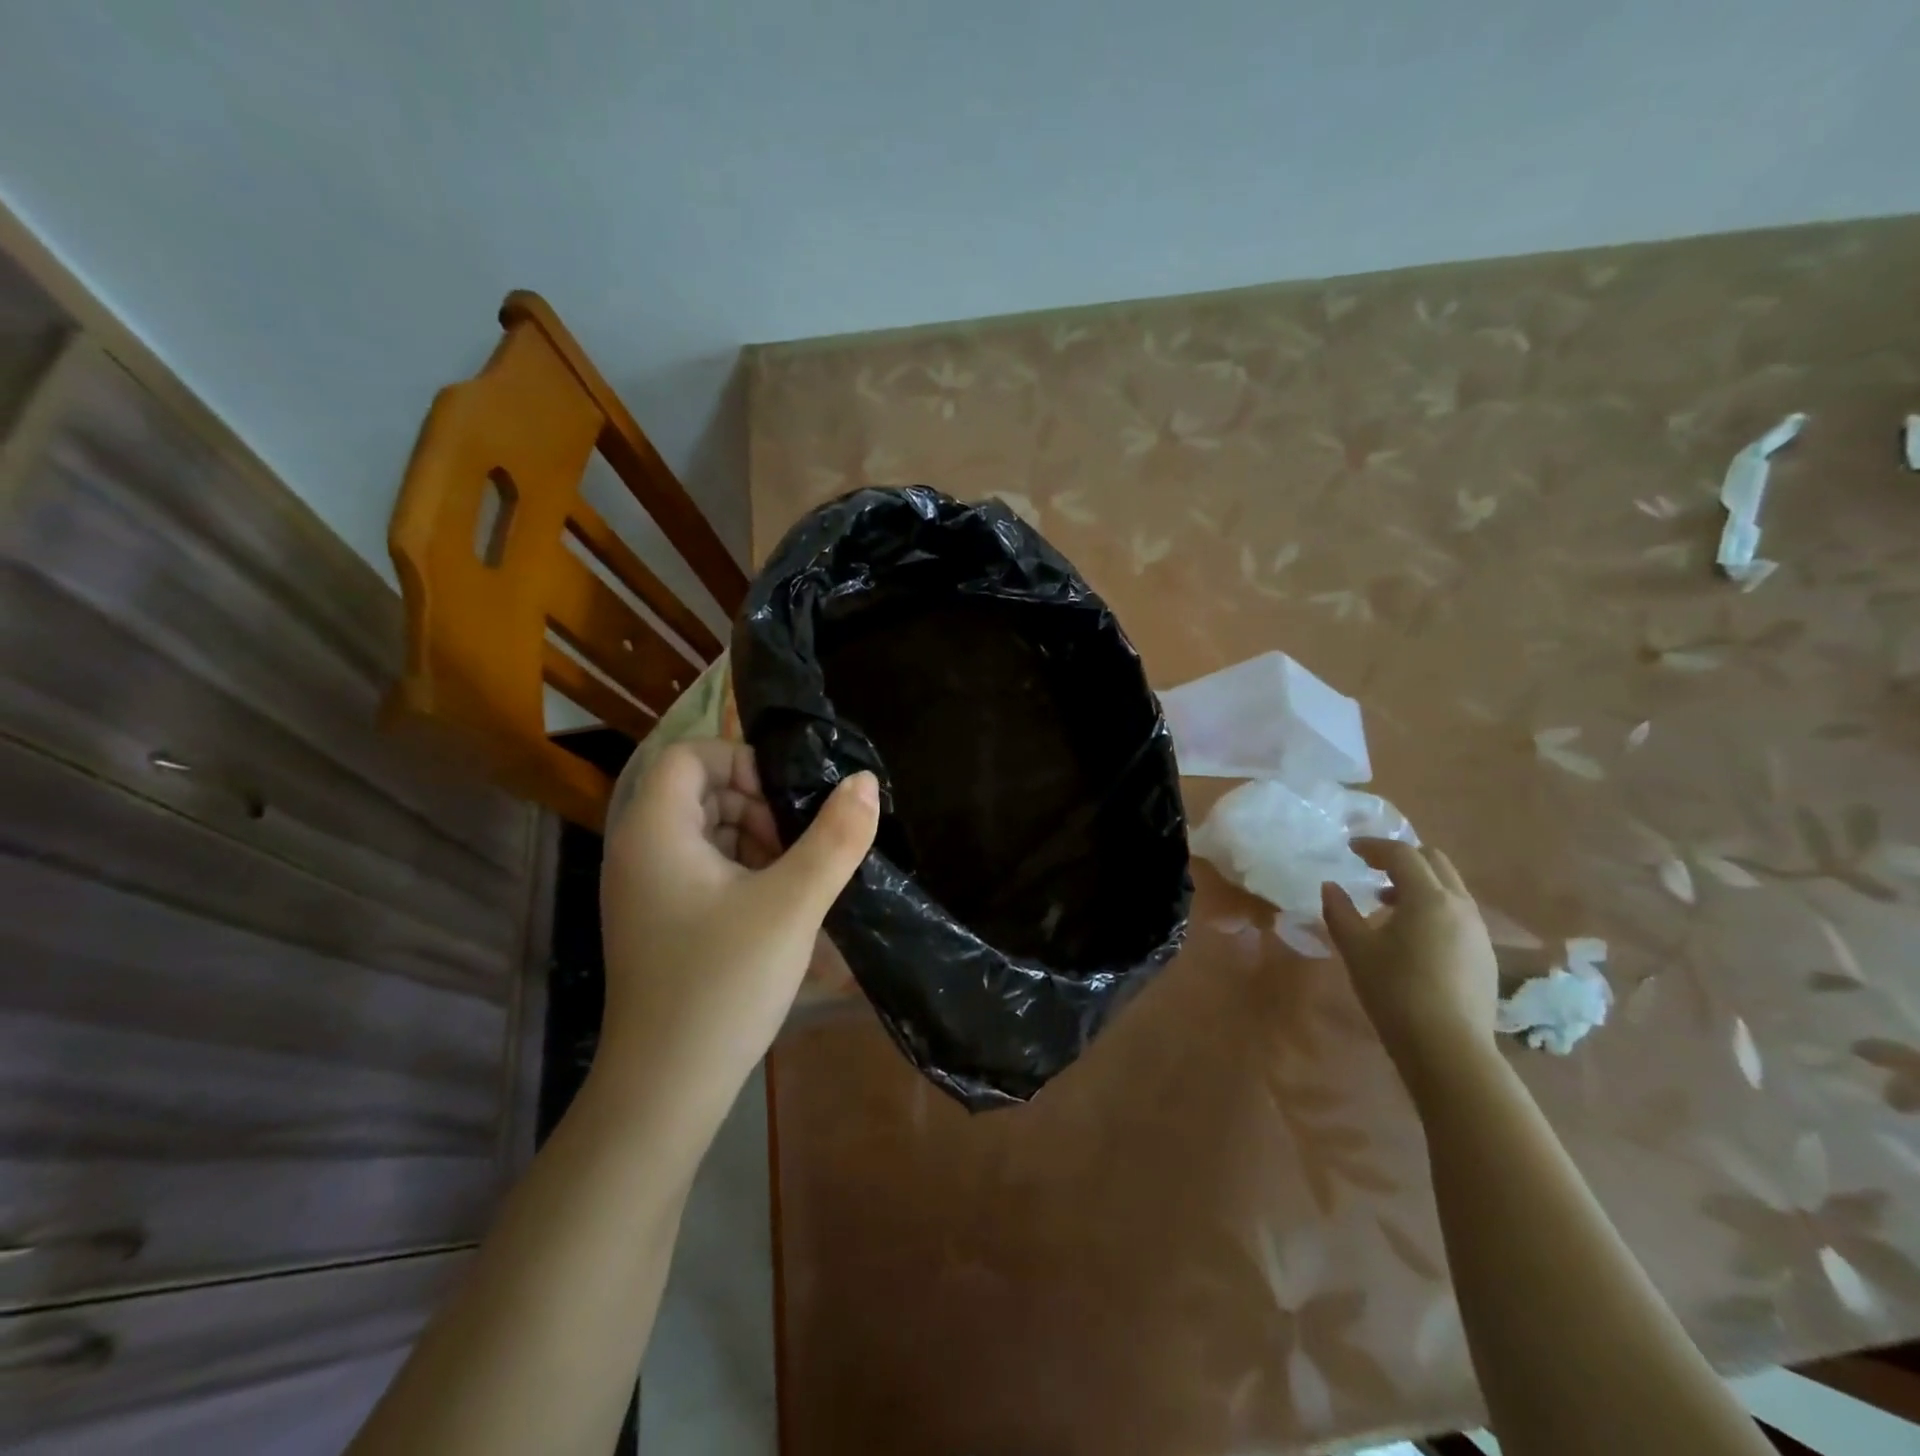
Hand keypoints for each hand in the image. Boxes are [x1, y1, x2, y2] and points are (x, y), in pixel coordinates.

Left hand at [597, 741, 878, 1110]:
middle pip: (700, 791)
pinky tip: (776, 906)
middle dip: (757, 805)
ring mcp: (645, 889)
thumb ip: (835, 838)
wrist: (666, 1089)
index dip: (743, 762)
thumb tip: (864, 781)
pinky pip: (702, 868)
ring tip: (795, 878)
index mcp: (655, 831)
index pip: (692, 755)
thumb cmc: (723, 983)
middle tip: (799, 845)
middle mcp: (638, 850)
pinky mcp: (659, 920)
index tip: (787, 801)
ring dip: (755, 839)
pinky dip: (741, 870)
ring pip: (705, 830)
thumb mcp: (793, 904)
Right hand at [1322, 839, 1500, 1093]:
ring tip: (1387, 904)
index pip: (1402, 854)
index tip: (1350, 848)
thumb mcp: (1356, 949)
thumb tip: (1331, 886)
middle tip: (1372, 869)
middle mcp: (1460, 906)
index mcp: (1428, 898)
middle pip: (1434, 862)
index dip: (1373, 846)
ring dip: (1418, 884)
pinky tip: (1411, 935)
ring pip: (1449, 888)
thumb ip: (1340, 911)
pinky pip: (1457, 913)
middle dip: (1402, 858)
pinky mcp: (1484, 955)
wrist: (1448, 1048)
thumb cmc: (1395, 991)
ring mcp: (1478, 931)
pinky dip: (1433, 907)